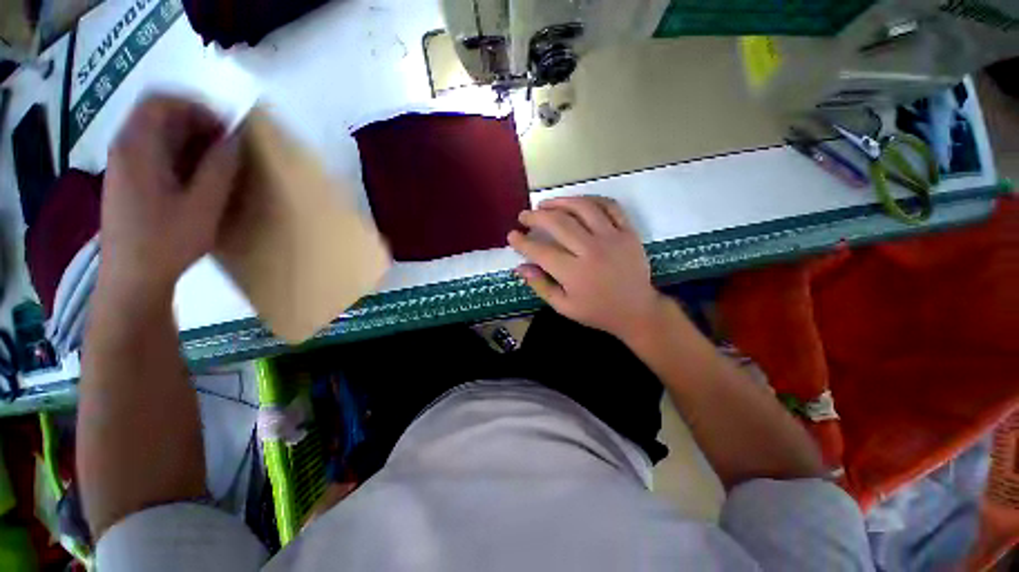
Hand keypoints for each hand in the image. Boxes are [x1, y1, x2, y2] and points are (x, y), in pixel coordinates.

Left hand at [100, 95, 240, 297]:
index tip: (225, 130)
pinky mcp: (127, 183)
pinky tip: (196, 180)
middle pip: (158, 116)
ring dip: (190, 142)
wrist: (132, 278)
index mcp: (137, 148)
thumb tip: (235, 140)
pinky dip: (179, 157)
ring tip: (216, 166)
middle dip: (196, 125)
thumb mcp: (203, 205)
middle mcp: (124, 149)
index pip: (161, 102)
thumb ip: (219, 168)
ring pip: (157, 136)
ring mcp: (123, 167)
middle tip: (226, 149)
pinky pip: (153, 154)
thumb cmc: (167, 241)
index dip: (196, 108)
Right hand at [508, 196, 666, 341]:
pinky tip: (577, 202)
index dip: (522, 242)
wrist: (637, 311)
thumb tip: (520, 267)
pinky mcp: (628, 232)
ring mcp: (612, 237)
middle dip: (536, 217)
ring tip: (545, 204)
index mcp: (574, 273)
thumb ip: (540, 285)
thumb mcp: (564, 307)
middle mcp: (591, 250)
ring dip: (560, 202)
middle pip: (558, 223)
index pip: (541, 251)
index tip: (512, 235)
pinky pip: (609, 206)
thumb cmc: (597, 311)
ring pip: (582, 208)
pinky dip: (591, 199)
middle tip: (524, 216)